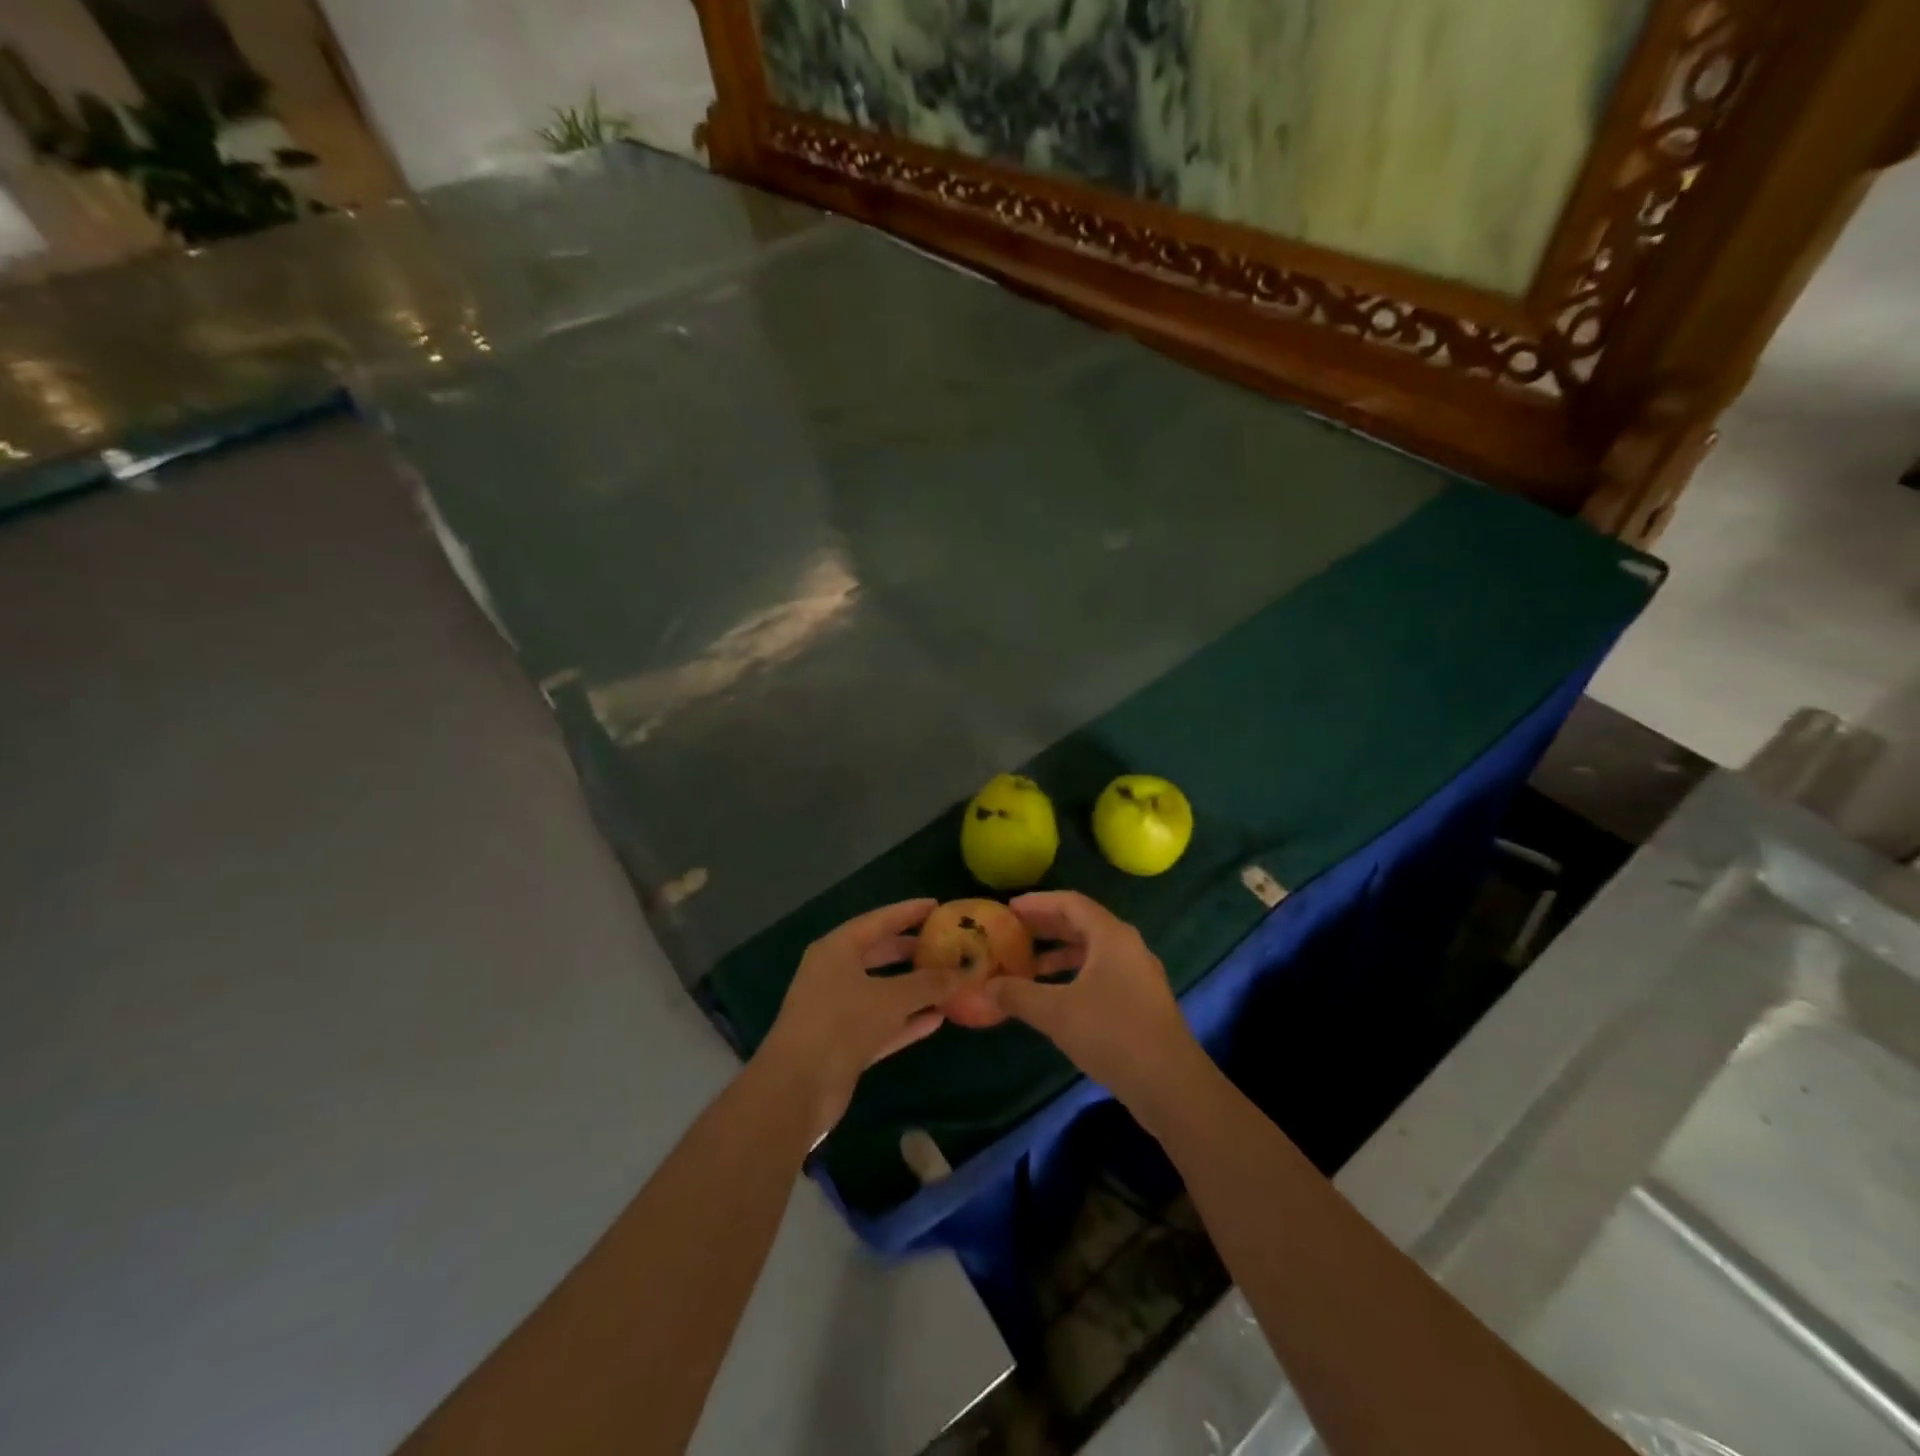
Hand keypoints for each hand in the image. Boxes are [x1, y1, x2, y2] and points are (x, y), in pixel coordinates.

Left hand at [755, 899, 961, 1136]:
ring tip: (947, 982)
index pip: (878, 921)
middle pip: (878, 954)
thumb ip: (929, 984)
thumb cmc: (842, 1023)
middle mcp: (833, 974)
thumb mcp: (892, 998)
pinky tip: (936, 1021)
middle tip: (945, 946)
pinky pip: (881, 1024)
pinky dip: (905, 1021)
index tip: (937, 906)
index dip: (908, 912)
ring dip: (913, 990)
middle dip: (911, 951)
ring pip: (881, 991)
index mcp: (837, 950)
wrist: (797, 1087)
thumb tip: (964, 973)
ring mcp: (836, 1010)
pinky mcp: (843, 1043)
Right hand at [988, 892, 1206, 1113]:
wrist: (1171, 1085)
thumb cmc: (1112, 1034)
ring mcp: (1138, 975)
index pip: (1070, 903)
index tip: (1008, 909)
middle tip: (1013, 932)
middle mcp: (1128, 947)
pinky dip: (1075, 975)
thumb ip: (1017, 994)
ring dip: (1060, 954)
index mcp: (1111, 936)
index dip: (1038, 903)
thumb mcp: (1056, 1012)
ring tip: (1027, 966)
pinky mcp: (1142, 1001)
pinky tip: (1055, 997)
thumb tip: (985, 987)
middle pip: (1083, 923)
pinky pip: (1102, 973)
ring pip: (1093, 951)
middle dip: (1046, 926)